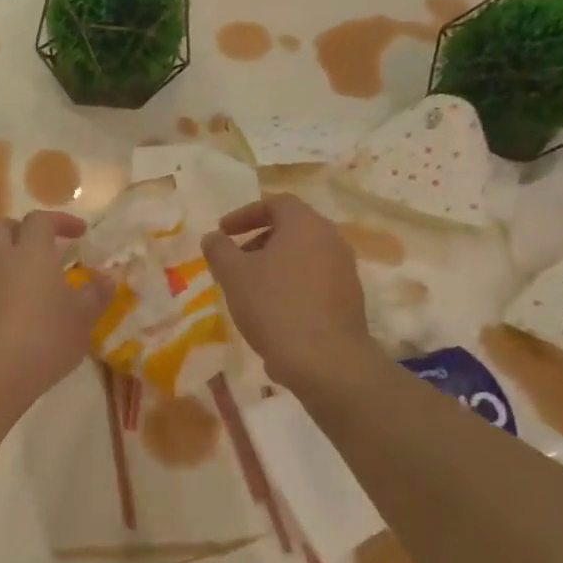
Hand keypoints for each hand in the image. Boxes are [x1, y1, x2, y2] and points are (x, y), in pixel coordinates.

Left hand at [0, 212, 112, 407]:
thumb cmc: (43, 339)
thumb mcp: (81, 320)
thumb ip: (94, 296)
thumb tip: (106, 280)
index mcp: (30, 252)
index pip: (40, 220)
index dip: (59, 221)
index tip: (78, 233)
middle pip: (0, 227)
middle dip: (20, 230)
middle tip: (39, 247)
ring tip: (15, 272)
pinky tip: (3, 310)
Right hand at [201, 193, 379, 394]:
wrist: (324, 360)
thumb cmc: (274, 305)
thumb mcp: (233, 274)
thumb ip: (219, 249)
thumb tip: (213, 237)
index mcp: (305, 225)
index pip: (275, 202)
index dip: (244, 214)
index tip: (223, 232)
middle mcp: (331, 240)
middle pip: (292, 228)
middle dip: (258, 240)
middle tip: (235, 259)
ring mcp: (345, 270)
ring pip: (304, 255)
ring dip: (275, 264)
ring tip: (250, 288)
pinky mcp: (349, 299)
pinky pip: (315, 280)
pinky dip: (291, 284)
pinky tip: (273, 310)